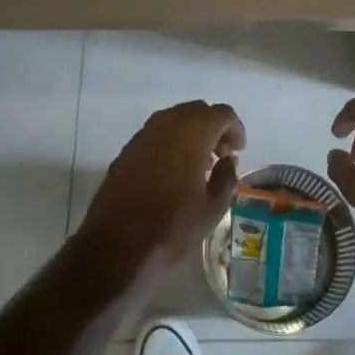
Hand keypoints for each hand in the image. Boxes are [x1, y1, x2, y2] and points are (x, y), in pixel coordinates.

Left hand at [77, 101, 245, 283]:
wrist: (115, 244)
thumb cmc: (172, 225)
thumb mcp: (212, 208)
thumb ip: (227, 177)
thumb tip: (228, 161)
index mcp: (192, 131)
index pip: (222, 113)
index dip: (235, 129)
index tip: (238, 151)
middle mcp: (166, 123)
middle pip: (197, 111)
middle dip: (213, 128)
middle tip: (221, 155)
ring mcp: (142, 135)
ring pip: (174, 121)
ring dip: (191, 135)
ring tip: (199, 166)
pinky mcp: (126, 150)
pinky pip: (156, 135)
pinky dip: (171, 144)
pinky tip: (173, 172)